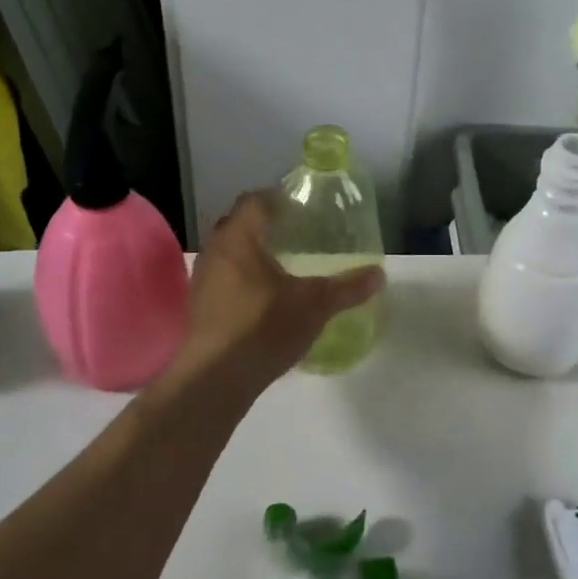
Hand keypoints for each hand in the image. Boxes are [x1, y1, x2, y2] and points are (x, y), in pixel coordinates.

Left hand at [172, 193, 383, 390]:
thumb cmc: (263, 327)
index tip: (300, 209)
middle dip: (264, 226)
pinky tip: (263, 298)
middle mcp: (215, 251)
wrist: (214, 379)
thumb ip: (346, 288)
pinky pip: (223, 279)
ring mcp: (202, 279)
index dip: (277, 199)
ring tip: (282, 267)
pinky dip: (242, 280)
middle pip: (238, 224)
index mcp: (239, 239)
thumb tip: (379, 275)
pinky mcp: (199, 306)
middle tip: (295, 235)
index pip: (255, 201)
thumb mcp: (314, 306)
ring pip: (228, 253)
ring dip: (251, 255)